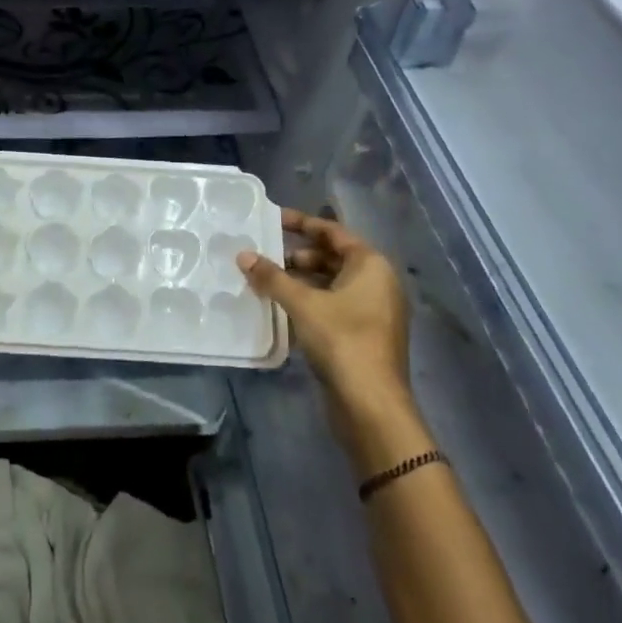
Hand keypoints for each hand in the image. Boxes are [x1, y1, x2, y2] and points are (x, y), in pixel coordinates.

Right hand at [238, 210, 410, 409]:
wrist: (371, 404)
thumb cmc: (342, 340)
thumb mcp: (302, 303)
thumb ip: (272, 277)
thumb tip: (243, 255)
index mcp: (371, 265)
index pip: (333, 232)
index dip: (302, 223)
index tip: (273, 218)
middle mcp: (378, 283)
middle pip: (333, 257)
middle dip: (298, 255)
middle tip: (265, 255)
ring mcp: (374, 311)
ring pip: (332, 283)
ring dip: (301, 280)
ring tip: (267, 281)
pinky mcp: (365, 334)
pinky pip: (334, 305)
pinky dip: (310, 301)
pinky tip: (282, 307)